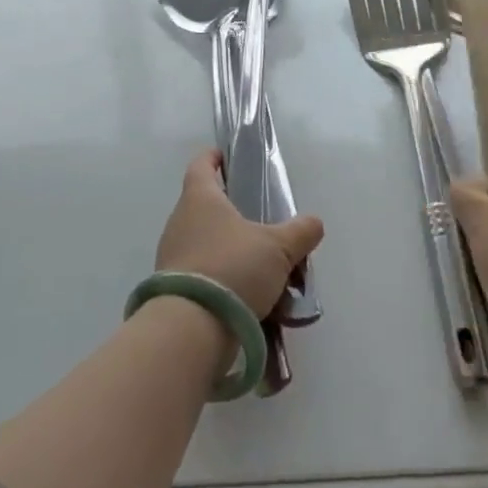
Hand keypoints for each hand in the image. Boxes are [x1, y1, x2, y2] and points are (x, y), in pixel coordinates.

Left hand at [156, 150, 324, 318]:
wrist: (190, 329)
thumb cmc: (233, 268)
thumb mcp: (278, 249)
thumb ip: (300, 232)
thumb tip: (315, 222)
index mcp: (200, 198)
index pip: (201, 165)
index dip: (214, 158)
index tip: (227, 157)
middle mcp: (180, 221)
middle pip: (205, 206)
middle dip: (231, 212)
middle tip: (261, 222)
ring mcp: (172, 257)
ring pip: (205, 242)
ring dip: (229, 250)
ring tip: (261, 267)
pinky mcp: (172, 289)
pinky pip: (202, 274)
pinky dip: (222, 279)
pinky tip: (248, 296)